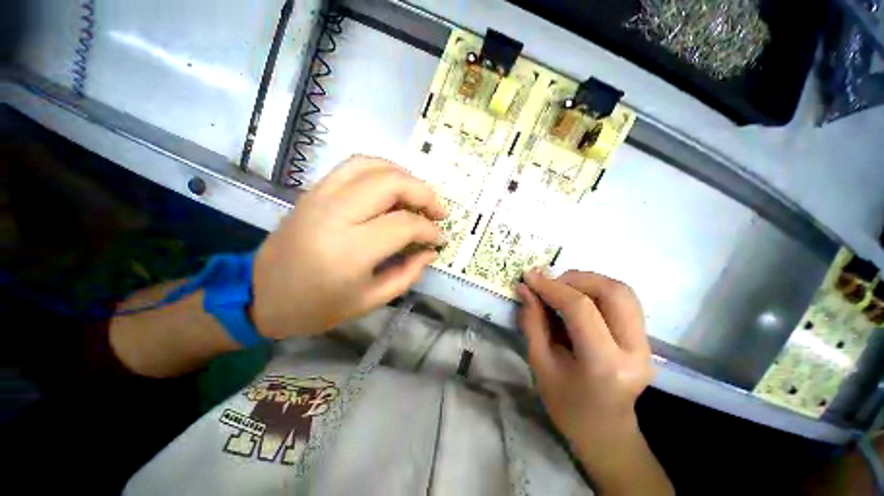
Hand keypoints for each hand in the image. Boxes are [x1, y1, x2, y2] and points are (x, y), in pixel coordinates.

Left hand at [251, 156, 446, 339]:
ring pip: (373, 166)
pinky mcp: (314, 191)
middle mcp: (336, 215)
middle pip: (392, 184)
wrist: (261, 295)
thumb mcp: (371, 300)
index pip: (404, 224)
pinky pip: (353, 166)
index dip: (429, 230)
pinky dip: (381, 169)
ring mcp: (321, 196)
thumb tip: (431, 250)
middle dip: (424, 194)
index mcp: (351, 250)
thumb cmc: (318, 307)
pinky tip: (393, 185)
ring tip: (419, 196)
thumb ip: (408, 273)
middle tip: (438, 211)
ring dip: (405, 176)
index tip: (440, 238)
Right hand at [517, 269, 652, 449]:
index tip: (529, 277)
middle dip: (575, 279)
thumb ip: (532, 321)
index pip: (580, 309)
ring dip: (587, 281)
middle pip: (612, 292)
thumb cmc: (566, 404)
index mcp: (604, 364)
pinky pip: (624, 300)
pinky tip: (578, 298)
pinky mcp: (645, 338)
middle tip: (549, 284)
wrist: (605, 430)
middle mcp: (634, 350)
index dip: (551, 287)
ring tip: (562, 289)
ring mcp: (646, 344)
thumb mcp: (540, 363)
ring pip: (622, 291)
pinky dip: (597, 290)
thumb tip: (524, 287)